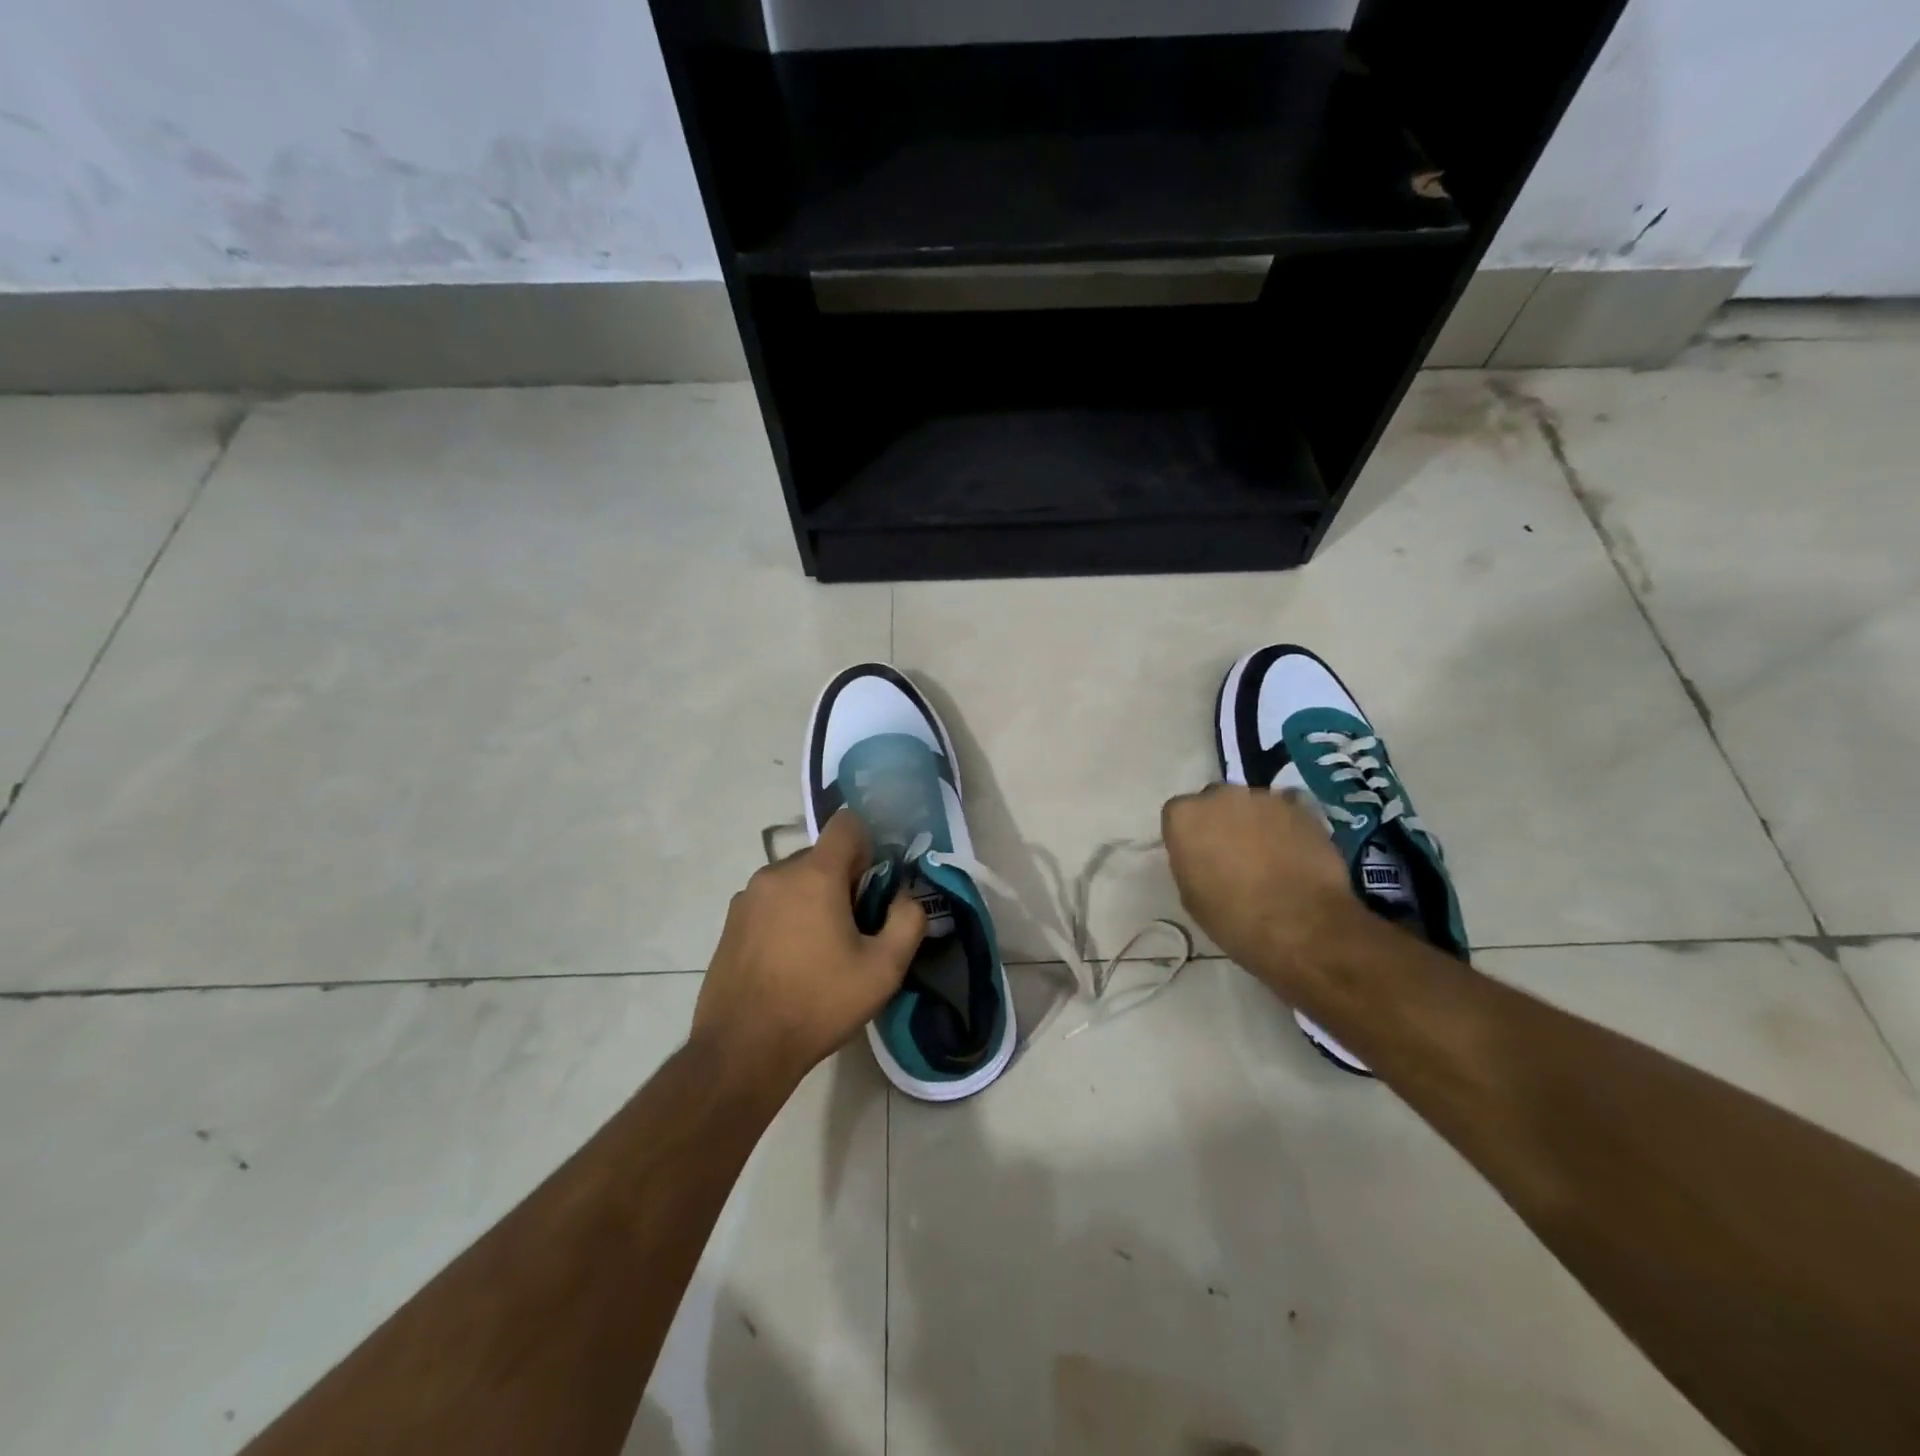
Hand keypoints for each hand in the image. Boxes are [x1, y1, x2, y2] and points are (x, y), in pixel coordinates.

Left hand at [693, 809, 925, 1093]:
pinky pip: (770, 902)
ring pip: (794, 880)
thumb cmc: (819, 1003)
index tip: (872, 887)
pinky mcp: (730, 922)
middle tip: (853, 930)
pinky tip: (789, 963)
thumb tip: (905, 897)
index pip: (846, 824)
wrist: (742, 1049)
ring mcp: (747, 897)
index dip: (868, 847)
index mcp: (814, 874)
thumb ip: (908, 921)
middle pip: (821, 856)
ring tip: (819, 951)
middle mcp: (776, 873)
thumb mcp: (884, 970)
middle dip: (842, 881)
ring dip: (813, 900)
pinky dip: (786, 917)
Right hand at [1161, 784, 1357, 993]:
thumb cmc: (1234, 917)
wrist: (1301, 924)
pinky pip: (1287, 809)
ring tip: (1269, 854)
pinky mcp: (1301, 806)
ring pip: (1252, 804)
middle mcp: (1220, 795)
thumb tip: (1202, 855)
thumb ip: (1191, 861)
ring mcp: (1263, 797)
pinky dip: (1287, 824)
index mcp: (1184, 816)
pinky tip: (1295, 849)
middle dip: (1221, 820)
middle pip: (1215, 801)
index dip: (1189, 835)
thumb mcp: (1191, 896)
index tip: (1198, 855)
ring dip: (1255, 821)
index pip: (1178, 814)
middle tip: (1232, 852)